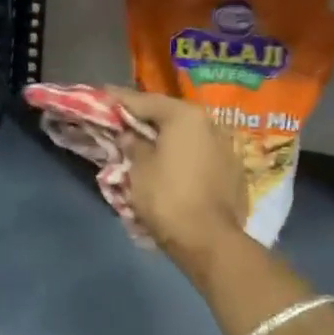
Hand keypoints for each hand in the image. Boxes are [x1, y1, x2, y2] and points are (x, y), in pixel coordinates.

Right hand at [113, 87, 247, 267]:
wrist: (210, 241)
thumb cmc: (167, 198)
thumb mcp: (139, 168)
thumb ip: (132, 144)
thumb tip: (130, 135)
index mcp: (184, 116)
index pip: (144, 100)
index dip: (119, 99)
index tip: (102, 93)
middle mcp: (209, 123)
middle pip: (169, 114)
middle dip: (144, 117)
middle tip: (121, 120)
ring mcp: (225, 146)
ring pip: (186, 134)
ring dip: (165, 136)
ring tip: (144, 142)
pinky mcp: (232, 169)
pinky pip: (199, 152)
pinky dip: (181, 153)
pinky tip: (169, 162)